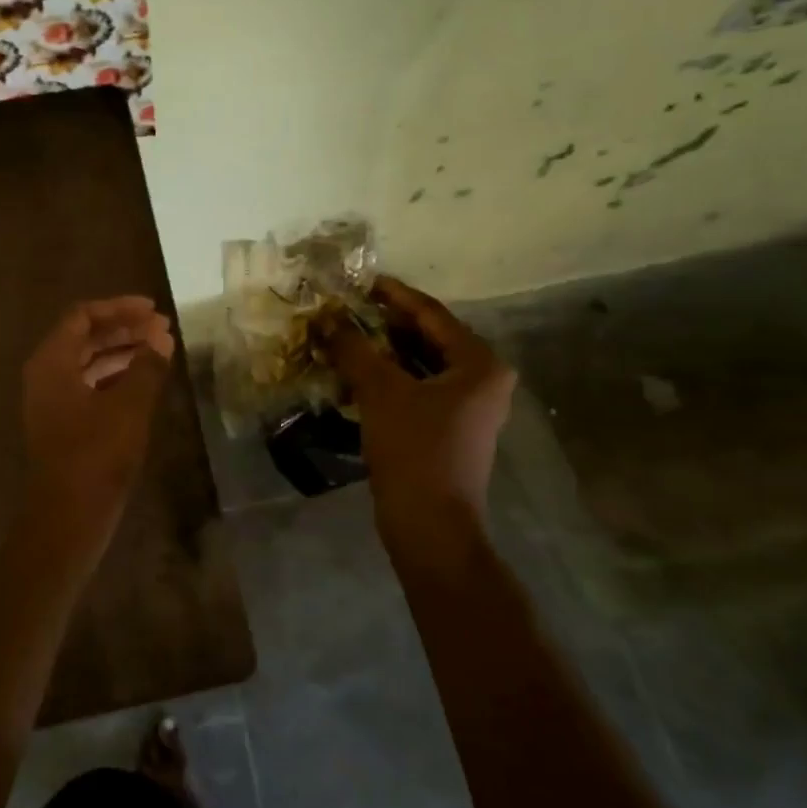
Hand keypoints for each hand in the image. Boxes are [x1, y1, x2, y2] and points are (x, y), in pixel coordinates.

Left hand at [21, 296, 174, 545]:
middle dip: (124, 329)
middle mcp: (47, 375)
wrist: (68, 517)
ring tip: (160, 350)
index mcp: (52, 361)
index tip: (153, 310)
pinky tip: (144, 381)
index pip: (83, 316)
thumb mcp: (128, 406)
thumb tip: (162, 336)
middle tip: (162, 328)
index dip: (119, 308)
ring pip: (88, 362)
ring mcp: (53, 401)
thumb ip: (147, 366)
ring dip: (122, 352)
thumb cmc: (95, 455)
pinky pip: (90, 385)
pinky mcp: (64, 423)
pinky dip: (116, 376)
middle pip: (85, 336)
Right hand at [328, 276, 516, 551]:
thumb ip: (353, 348)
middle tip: (345, 308)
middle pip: (427, 337)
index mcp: (479, 363)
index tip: (360, 281)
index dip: (393, 295)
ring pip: (419, 363)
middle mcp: (482, 379)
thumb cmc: (414, 450)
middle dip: (384, 323)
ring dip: (382, 350)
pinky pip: (416, 387)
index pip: (431, 314)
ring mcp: (468, 406)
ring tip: (344, 335)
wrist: (430, 526)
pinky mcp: (449, 427)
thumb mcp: (380, 391)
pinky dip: (388, 377)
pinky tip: (355, 372)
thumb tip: (325, 316)